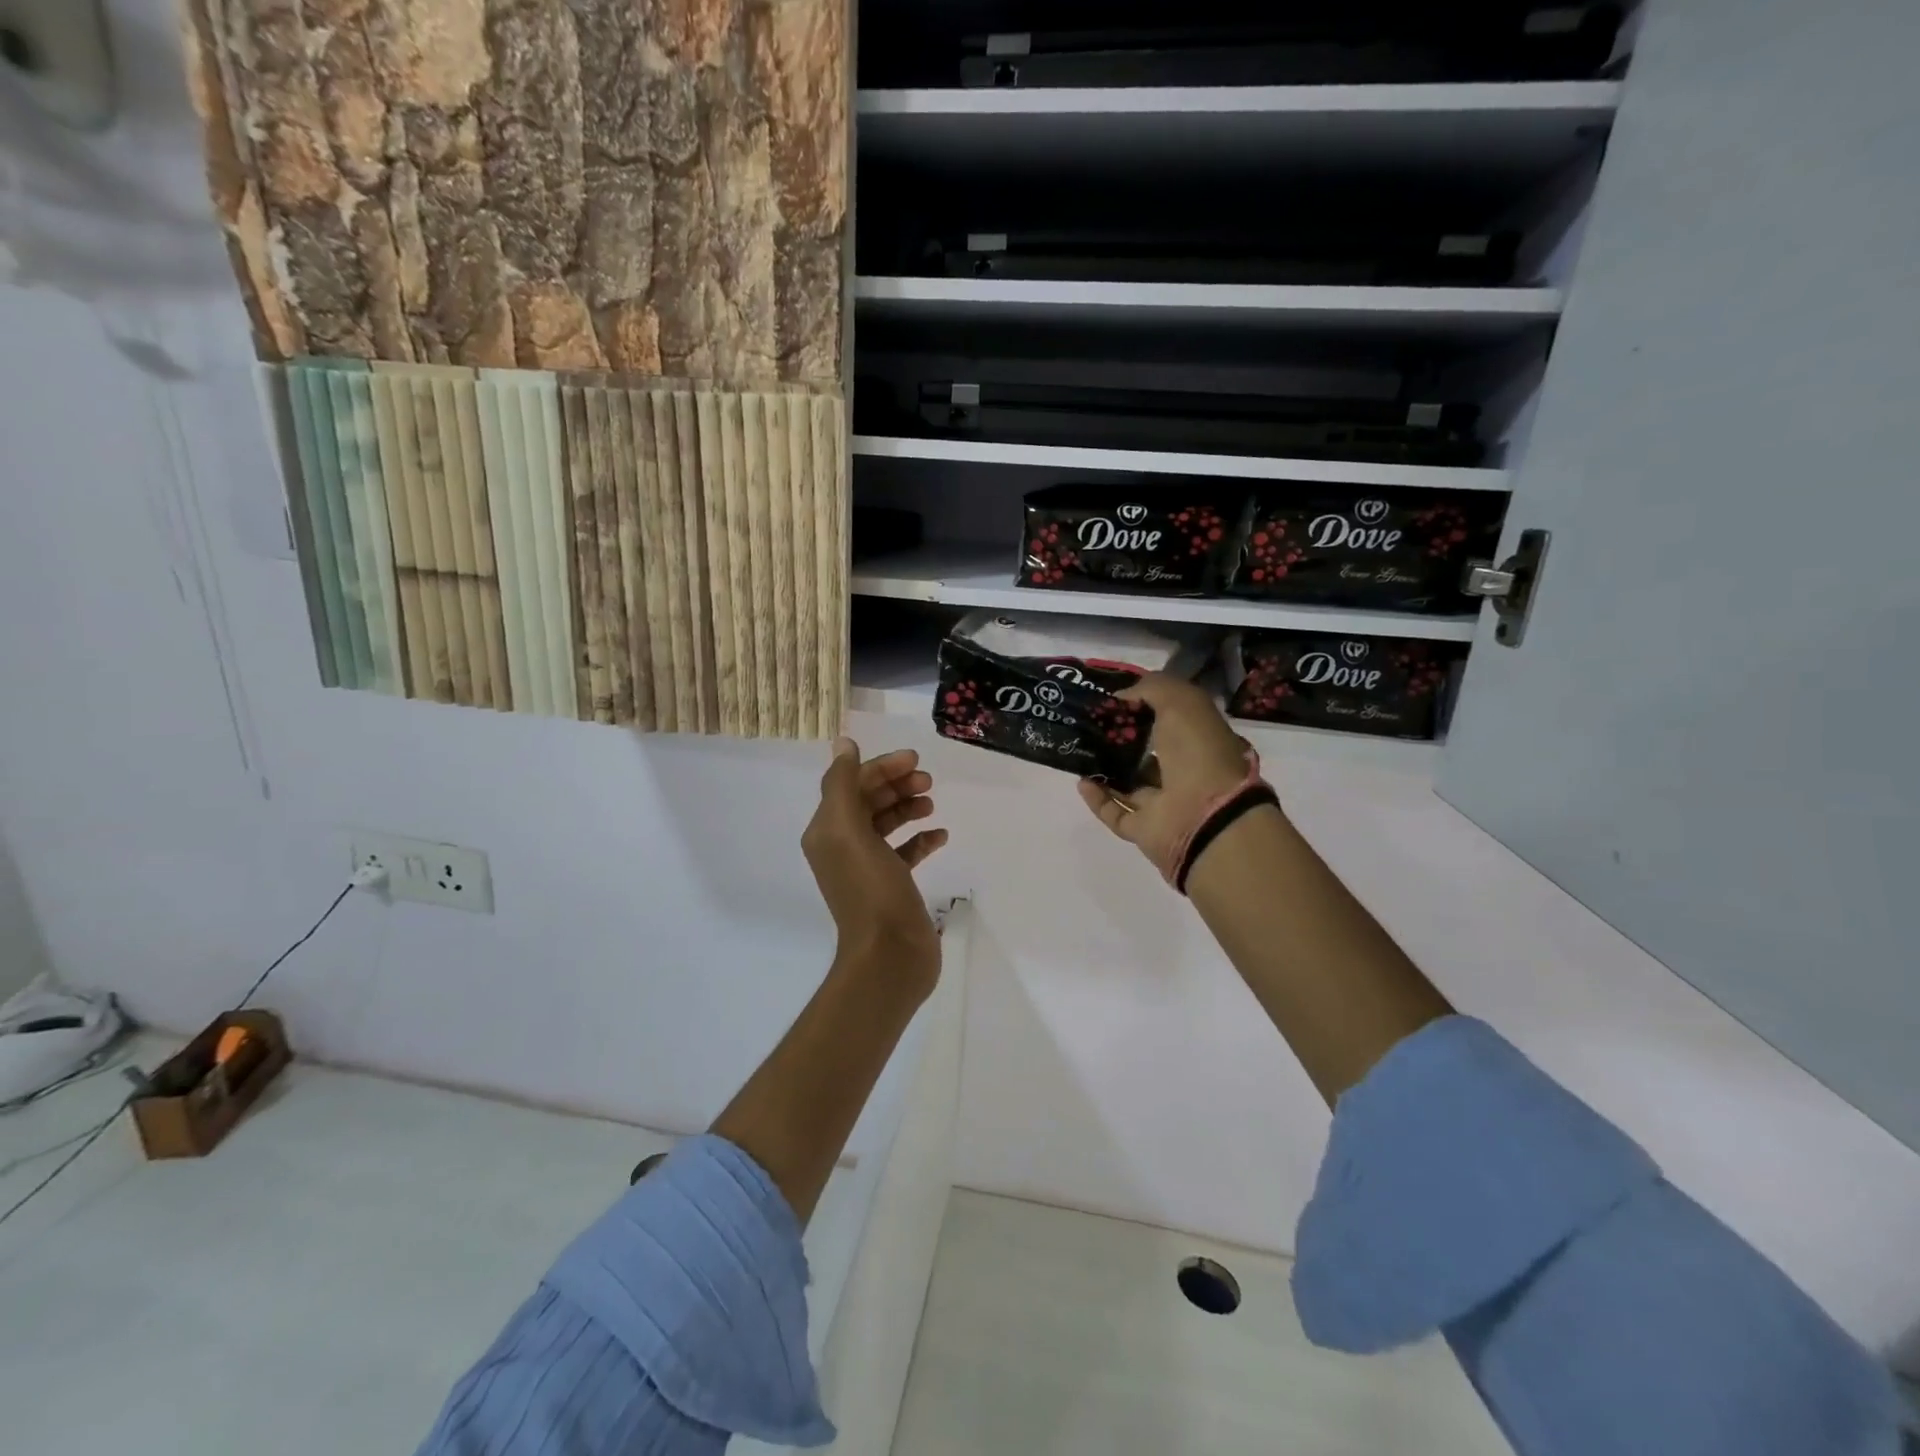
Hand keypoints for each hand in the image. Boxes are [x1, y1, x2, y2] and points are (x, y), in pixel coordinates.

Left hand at [802, 739, 948, 994]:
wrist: (889, 956)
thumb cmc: (870, 889)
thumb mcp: (849, 831)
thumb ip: (844, 784)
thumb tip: (843, 743)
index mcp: (827, 831)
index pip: (851, 784)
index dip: (881, 768)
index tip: (914, 760)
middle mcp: (843, 846)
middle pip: (869, 801)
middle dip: (897, 785)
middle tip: (928, 781)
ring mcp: (868, 867)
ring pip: (887, 824)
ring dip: (909, 807)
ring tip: (932, 804)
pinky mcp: (892, 885)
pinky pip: (905, 851)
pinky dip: (921, 839)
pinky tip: (940, 835)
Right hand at [1077, 674, 1256, 879]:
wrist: (1206, 816)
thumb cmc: (1198, 752)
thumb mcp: (1181, 701)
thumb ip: (1151, 688)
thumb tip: (1121, 696)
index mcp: (1201, 741)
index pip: (1170, 721)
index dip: (1144, 708)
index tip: (1113, 698)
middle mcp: (1185, 773)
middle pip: (1147, 754)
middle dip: (1120, 740)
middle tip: (1089, 724)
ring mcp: (1165, 805)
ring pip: (1130, 785)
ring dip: (1106, 770)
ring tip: (1080, 751)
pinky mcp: (1145, 830)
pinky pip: (1116, 813)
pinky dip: (1098, 799)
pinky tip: (1081, 781)